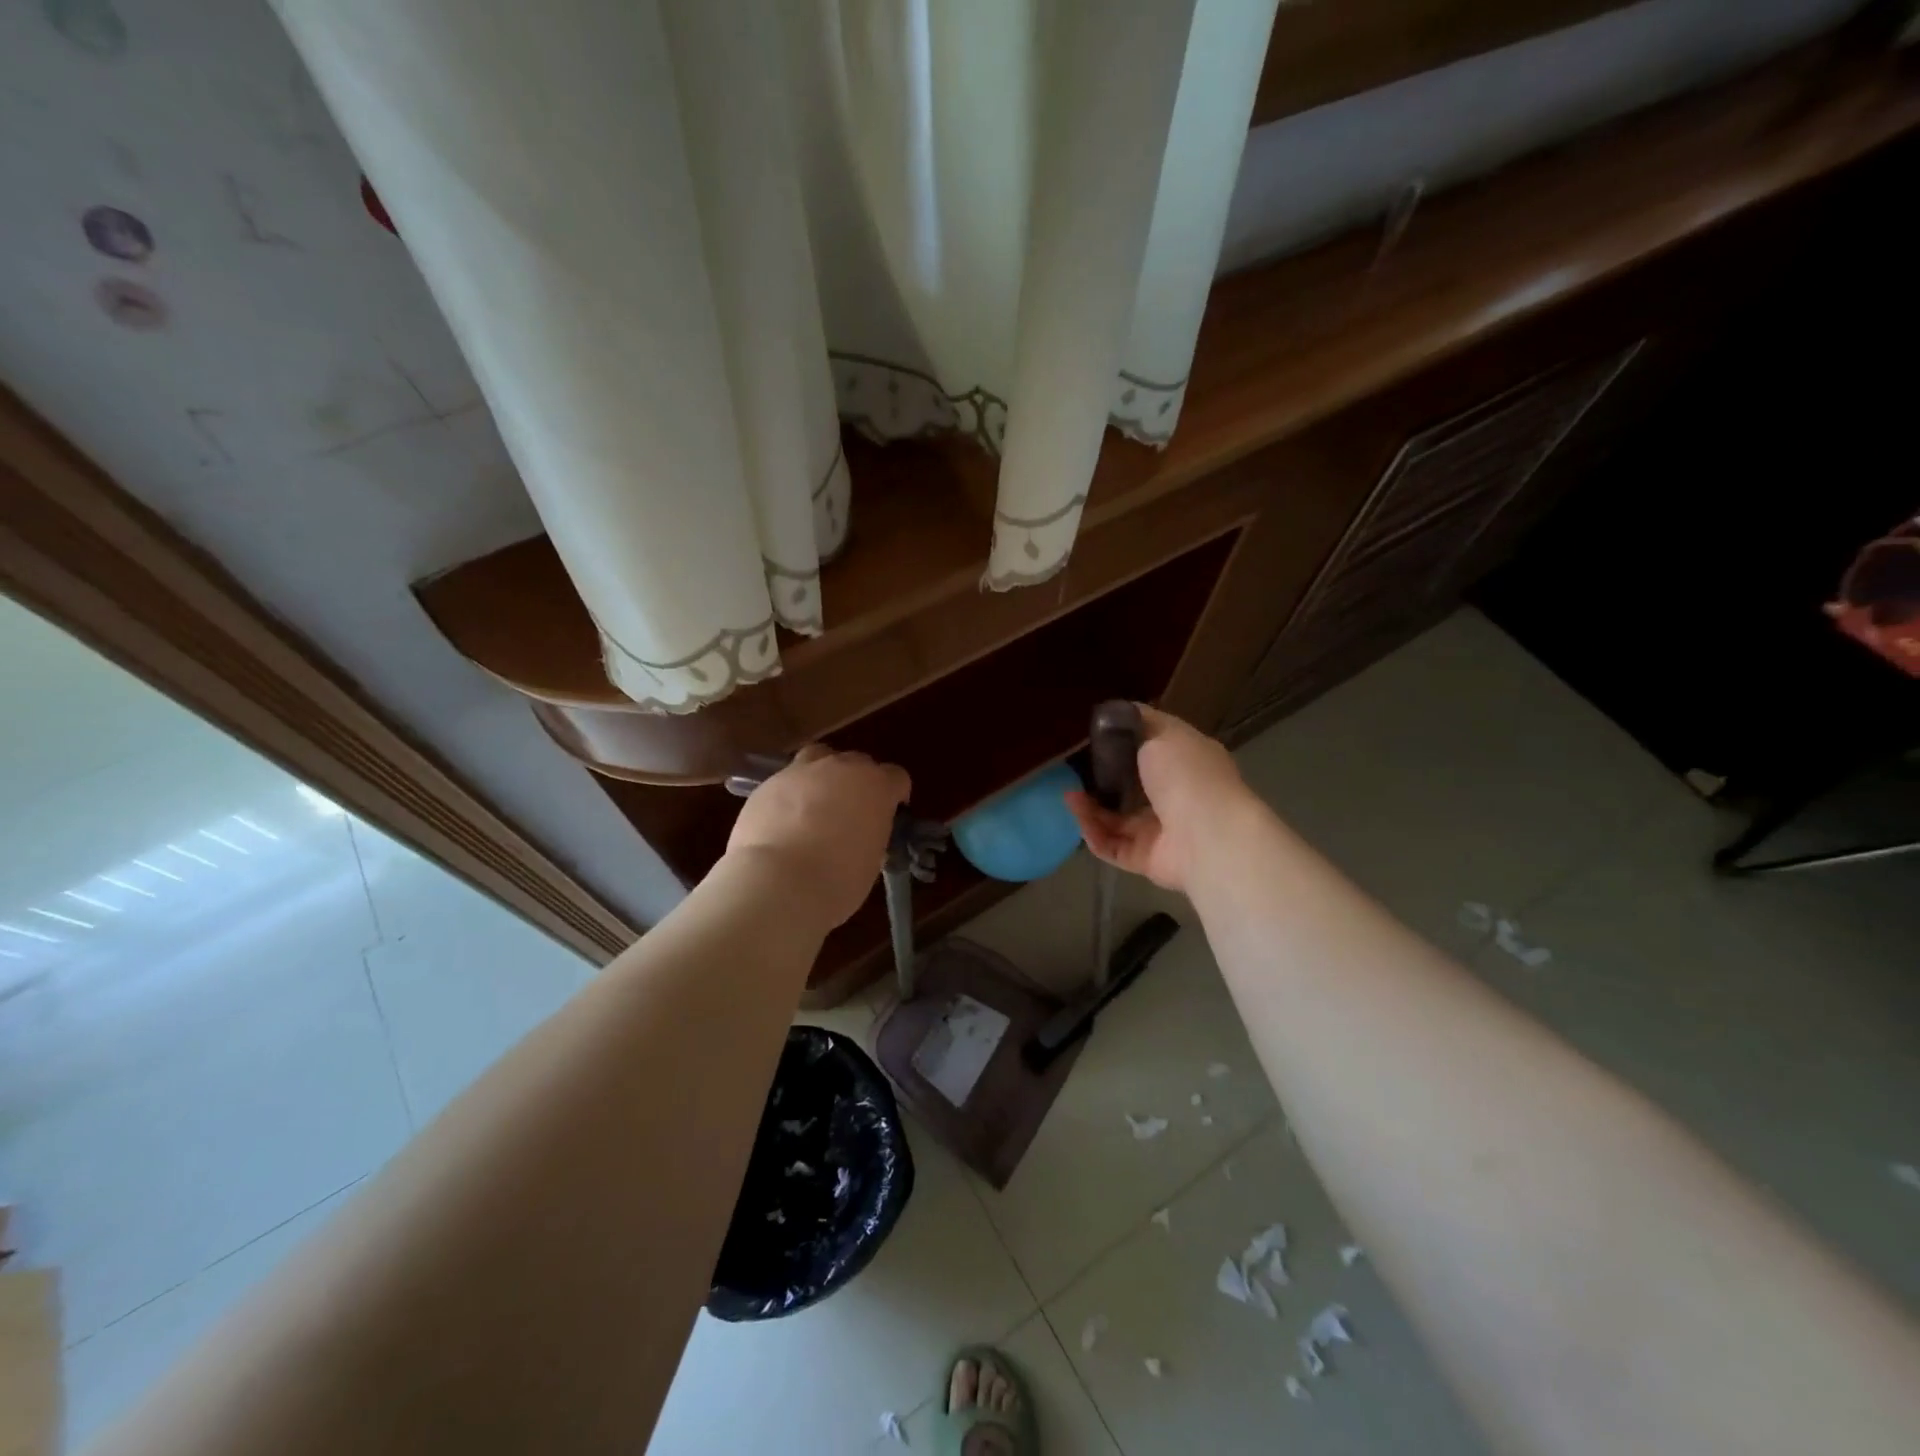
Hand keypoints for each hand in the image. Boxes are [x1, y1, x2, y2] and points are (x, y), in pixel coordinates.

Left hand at [724, 745, 909, 928]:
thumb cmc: (838, 879)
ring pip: (819, 757)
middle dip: (858, 782)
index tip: (889, 813)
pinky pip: (787, 780)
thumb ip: (871, 836)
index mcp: (876, 786)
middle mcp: (842, 768)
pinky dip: (790, 795)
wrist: (779, 882)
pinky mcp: (769, 782)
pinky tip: (783, 820)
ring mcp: (803, 771)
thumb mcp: (871, 861)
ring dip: (823, 774)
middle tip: (851, 812)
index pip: (896, 777)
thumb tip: (862, 836)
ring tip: (815, 803)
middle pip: (858, 762)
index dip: (895, 794)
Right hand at [1064, 705, 1253, 895]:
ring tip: (1069, 794)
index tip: (1094, 739)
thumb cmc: (1187, 775)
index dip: (1122, 745)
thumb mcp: (1163, 732)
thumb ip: (1138, 723)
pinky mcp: (1146, 859)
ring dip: (1090, 808)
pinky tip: (1078, 815)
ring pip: (1115, 819)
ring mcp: (1160, 830)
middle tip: (1073, 771)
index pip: (1150, 751)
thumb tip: (1119, 712)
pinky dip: (1093, 832)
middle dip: (1100, 780)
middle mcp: (1174, 796)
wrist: (1208, 835)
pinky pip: (1112, 845)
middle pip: (1128, 788)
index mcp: (1185, 763)